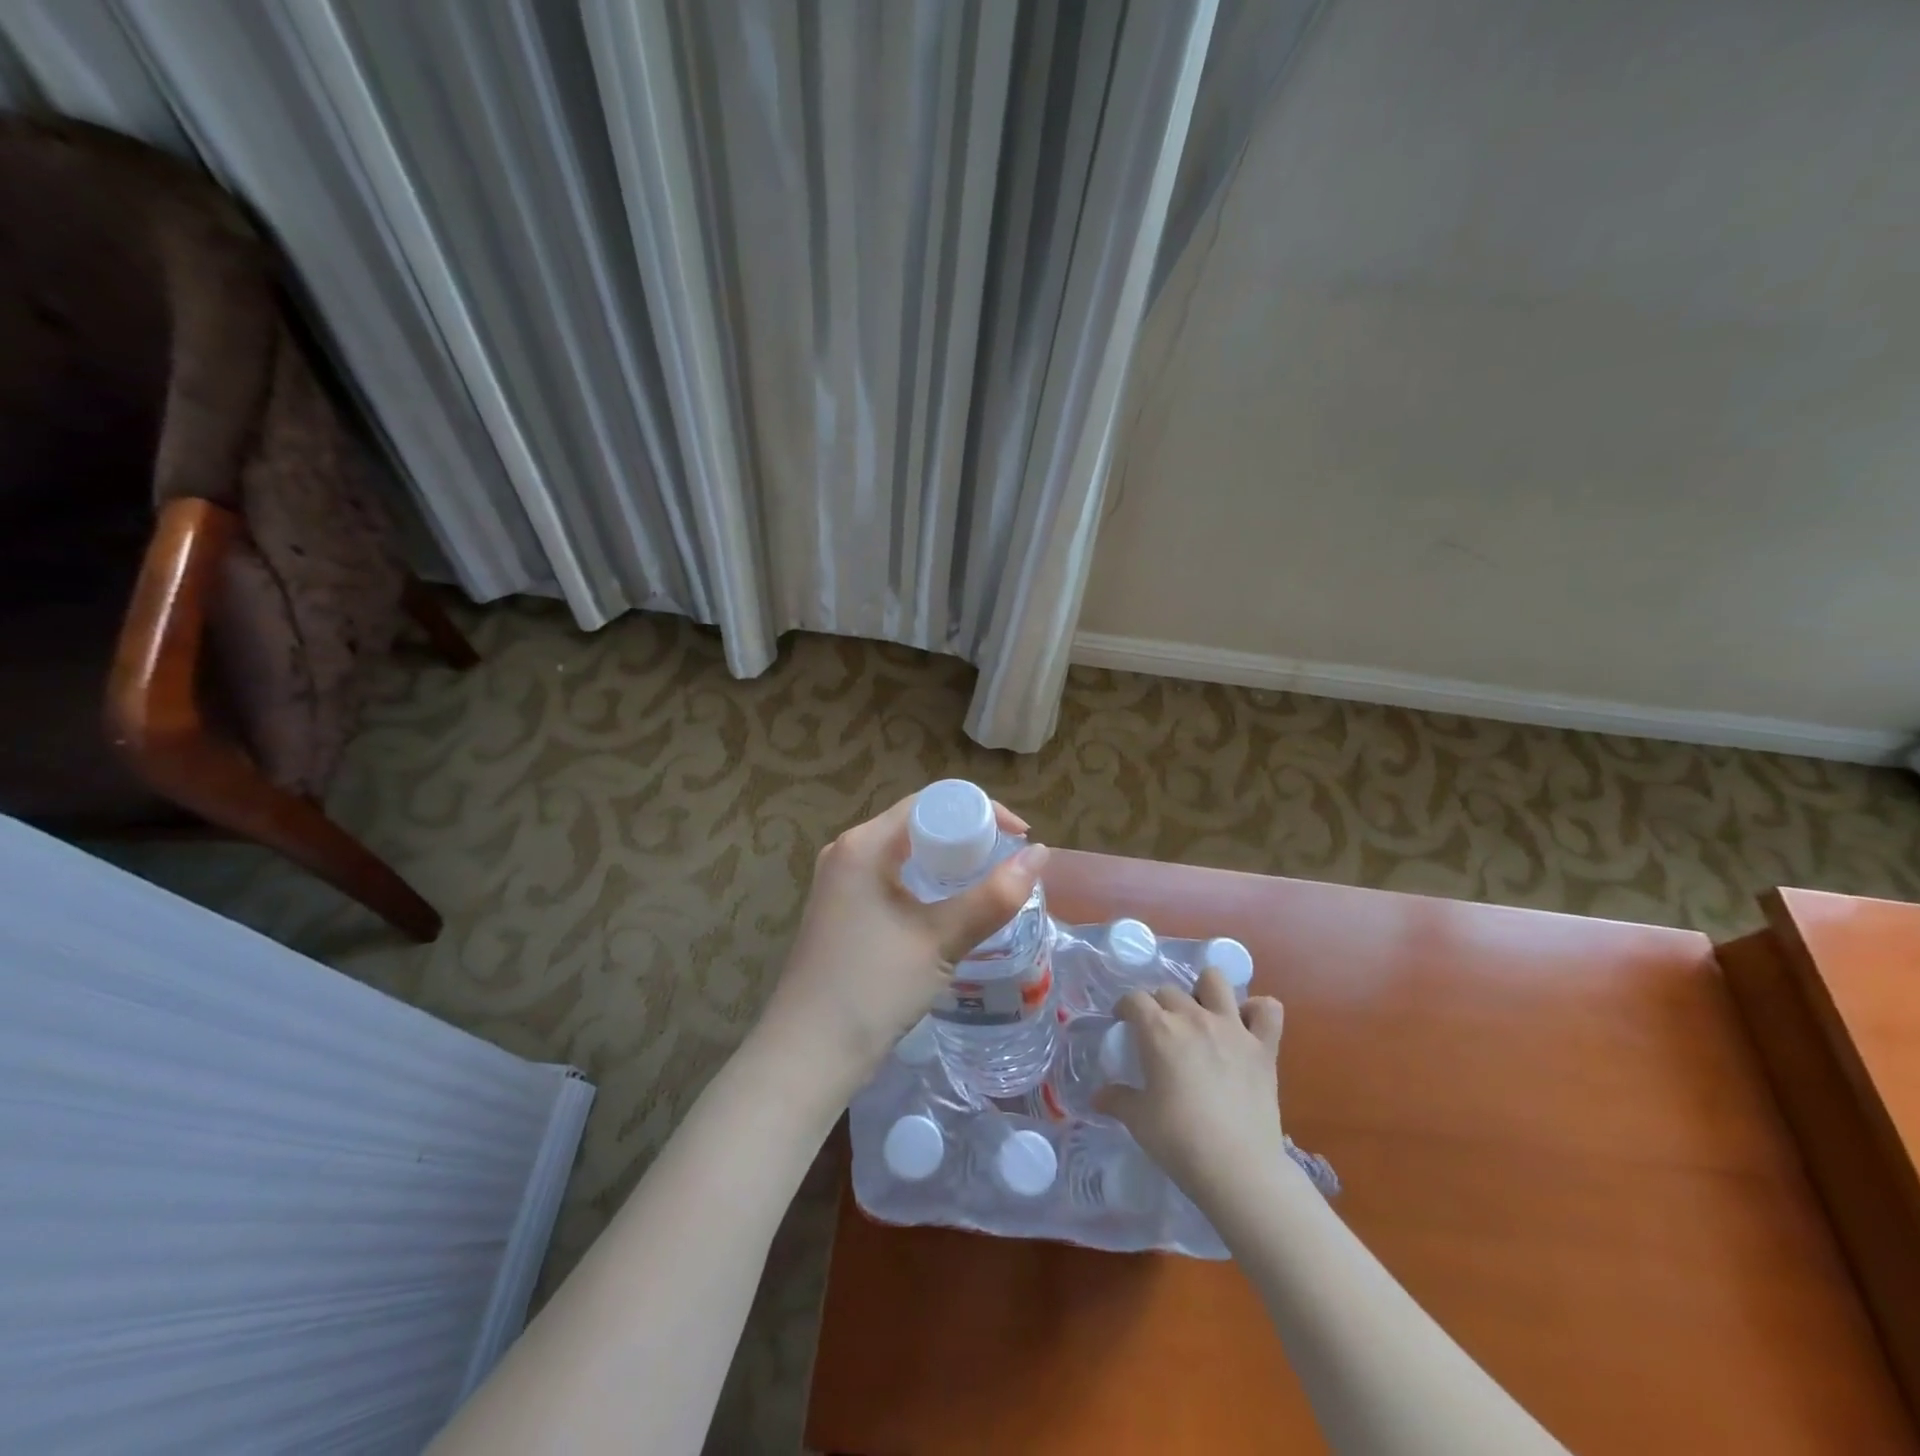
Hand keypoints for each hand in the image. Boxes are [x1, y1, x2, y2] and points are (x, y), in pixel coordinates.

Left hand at [758, 792, 1047, 1098]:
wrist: (807, 1054)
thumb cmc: (873, 987)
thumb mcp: (940, 939)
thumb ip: (993, 896)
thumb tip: (1040, 854)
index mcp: (864, 843)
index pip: (931, 802)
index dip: (980, 810)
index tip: (1019, 836)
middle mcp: (848, 851)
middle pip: (918, 823)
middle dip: (967, 836)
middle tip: (1007, 863)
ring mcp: (840, 881)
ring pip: (905, 852)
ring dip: (947, 861)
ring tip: (987, 884)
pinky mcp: (841, 909)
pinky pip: (891, 877)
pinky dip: (925, 882)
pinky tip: (948, 909)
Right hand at [1094, 969, 1288, 1198]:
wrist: (1238, 1169)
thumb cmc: (1179, 1142)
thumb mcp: (1137, 1120)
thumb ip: (1117, 1100)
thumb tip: (1098, 1096)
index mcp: (1159, 1030)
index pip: (1134, 999)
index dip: (1125, 1008)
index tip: (1124, 1023)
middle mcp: (1194, 1017)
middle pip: (1169, 990)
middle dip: (1160, 1005)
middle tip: (1160, 1032)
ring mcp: (1232, 1028)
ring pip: (1216, 981)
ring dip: (1205, 991)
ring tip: (1201, 1015)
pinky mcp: (1264, 1047)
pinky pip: (1268, 1010)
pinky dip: (1257, 1011)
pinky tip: (1246, 1026)